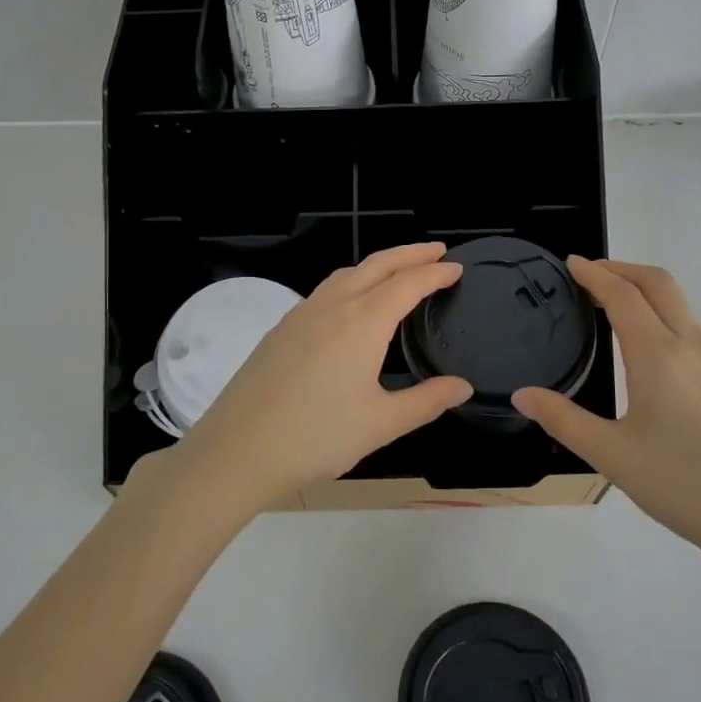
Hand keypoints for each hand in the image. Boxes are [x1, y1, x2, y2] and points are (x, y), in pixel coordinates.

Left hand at [132, 244, 471, 521]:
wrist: (237, 451)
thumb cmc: (316, 438)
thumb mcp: (381, 424)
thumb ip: (426, 401)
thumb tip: (463, 386)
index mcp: (362, 322)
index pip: (407, 284)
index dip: (435, 273)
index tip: (456, 267)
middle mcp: (332, 307)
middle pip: (377, 265)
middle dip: (409, 254)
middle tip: (437, 250)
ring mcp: (301, 315)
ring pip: (346, 274)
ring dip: (378, 265)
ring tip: (398, 271)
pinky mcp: (281, 329)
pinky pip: (325, 291)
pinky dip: (351, 282)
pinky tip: (351, 305)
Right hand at [513, 258, 700, 575]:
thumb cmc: (685, 485)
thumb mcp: (613, 456)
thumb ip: (563, 420)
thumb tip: (522, 395)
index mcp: (659, 355)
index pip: (623, 295)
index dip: (595, 274)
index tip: (571, 263)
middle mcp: (692, 345)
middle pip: (659, 283)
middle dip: (623, 268)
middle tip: (588, 275)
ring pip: (679, 303)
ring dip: (644, 290)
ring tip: (610, 306)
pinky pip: (690, 328)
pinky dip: (661, 314)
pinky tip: (644, 347)